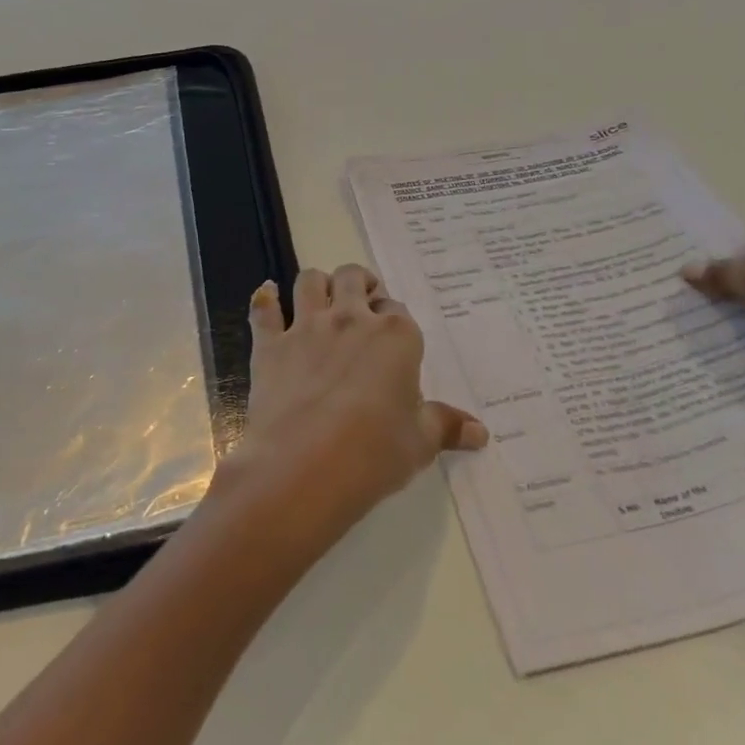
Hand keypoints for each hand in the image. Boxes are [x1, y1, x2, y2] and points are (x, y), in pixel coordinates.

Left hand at [213, 266, 486, 544]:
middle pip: (353, 278)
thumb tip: (480, 432)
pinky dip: (266, 299)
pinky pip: (264, 308)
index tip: (392, 337)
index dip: (394, 321)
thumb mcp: (419, 443)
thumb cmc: (374, 453)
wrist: (304, 466)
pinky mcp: (271, 343)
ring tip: (322, 298)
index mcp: (395, 336)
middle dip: (359, 284)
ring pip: (310, 280)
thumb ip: (446, 426)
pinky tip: (268, 295)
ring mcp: (307, 326)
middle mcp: (351, 319)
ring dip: (318, 283)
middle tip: (361, 304)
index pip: (398, 311)